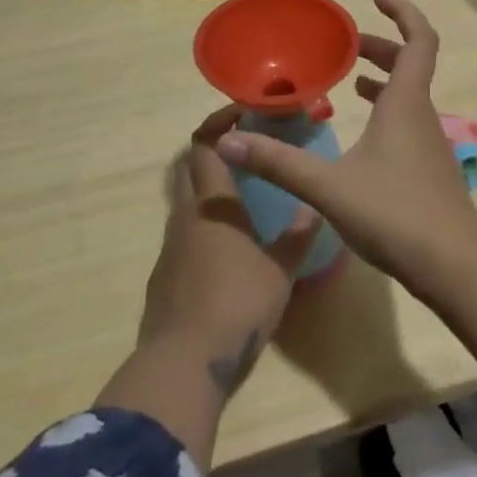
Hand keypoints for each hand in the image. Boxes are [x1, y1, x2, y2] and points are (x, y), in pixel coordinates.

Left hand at [140, 106, 320, 391]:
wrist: (183, 364)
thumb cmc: (237, 305)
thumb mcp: (281, 270)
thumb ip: (297, 236)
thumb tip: (313, 207)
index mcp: (213, 204)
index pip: (205, 145)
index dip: (219, 122)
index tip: (241, 112)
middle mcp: (186, 215)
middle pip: (188, 167)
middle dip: (211, 149)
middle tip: (244, 148)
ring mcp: (170, 247)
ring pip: (185, 202)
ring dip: (208, 190)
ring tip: (243, 199)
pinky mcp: (163, 277)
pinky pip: (183, 236)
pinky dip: (203, 226)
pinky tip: (227, 249)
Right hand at [216, 0, 476, 298]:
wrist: (455, 267)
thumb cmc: (396, 214)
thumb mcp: (329, 186)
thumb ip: (278, 162)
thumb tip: (227, 141)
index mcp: (406, 103)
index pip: (419, 38)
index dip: (402, 11)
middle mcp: (422, 115)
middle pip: (411, 64)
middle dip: (381, 46)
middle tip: (346, 44)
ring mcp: (429, 144)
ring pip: (409, 95)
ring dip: (383, 79)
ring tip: (349, 79)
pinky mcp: (428, 170)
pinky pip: (407, 122)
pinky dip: (385, 111)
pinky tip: (362, 136)